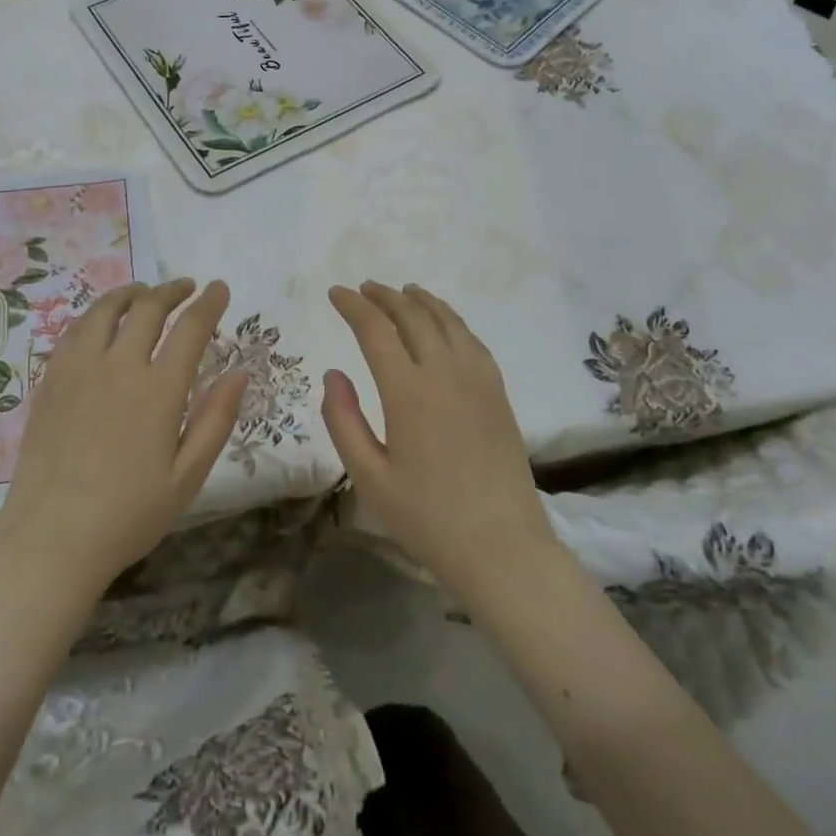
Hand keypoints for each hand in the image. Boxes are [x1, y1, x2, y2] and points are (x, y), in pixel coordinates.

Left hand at [0, 279, 247, 595]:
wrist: (51, 540)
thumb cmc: (129, 515)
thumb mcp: (187, 477)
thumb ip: (215, 420)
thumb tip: (239, 373)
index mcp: (158, 390)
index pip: (189, 328)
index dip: (209, 303)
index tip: (220, 289)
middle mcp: (118, 367)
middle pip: (147, 308)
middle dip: (171, 290)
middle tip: (186, 287)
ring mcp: (78, 370)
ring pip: (105, 310)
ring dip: (131, 294)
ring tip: (144, 293)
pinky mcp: (50, 381)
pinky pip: (75, 331)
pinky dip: (96, 315)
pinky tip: (101, 323)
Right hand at [323, 282, 558, 599]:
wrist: (502, 547)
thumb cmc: (427, 517)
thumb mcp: (369, 476)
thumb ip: (343, 420)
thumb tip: (333, 374)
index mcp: (408, 392)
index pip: (375, 330)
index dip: (353, 306)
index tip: (335, 293)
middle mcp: (445, 373)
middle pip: (413, 316)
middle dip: (384, 297)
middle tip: (364, 288)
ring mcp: (478, 380)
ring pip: (447, 322)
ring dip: (421, 301)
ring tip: (403, 291)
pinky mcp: (498, 393)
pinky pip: (472, 340)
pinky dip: (452, 320)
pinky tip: (444, 324)